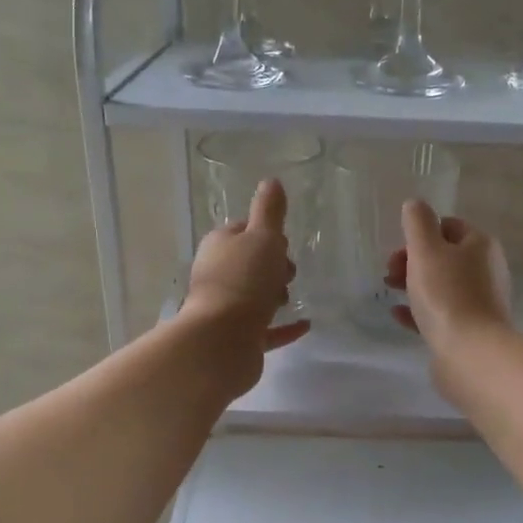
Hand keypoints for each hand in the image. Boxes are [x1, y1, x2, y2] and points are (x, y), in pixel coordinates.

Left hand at [184, 178, 310, 369]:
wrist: (222, 341)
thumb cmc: (244, 281)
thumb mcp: (263, 238)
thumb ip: (269, 211)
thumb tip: (272, 181)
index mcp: (219, 246)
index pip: (243, 231)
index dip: (265, 234)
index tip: (282, 243)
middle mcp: (217, 276)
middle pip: (250, 264)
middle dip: (273, 266)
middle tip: (287, 272)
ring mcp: (225, 310)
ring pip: (255, 296)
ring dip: (275, 296)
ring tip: (288, 298)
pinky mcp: (238, 339)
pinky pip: (266, 330)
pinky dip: (284, 327)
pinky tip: (305, 324)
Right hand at [386, 200, 513, 361]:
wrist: (470, 352)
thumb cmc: (447, 294)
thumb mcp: (426, 250)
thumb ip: (418, 223)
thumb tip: (415, 204)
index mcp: (480, 245)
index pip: (449, 226)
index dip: (420, 234)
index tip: (398, 250)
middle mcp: (486, 270)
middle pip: (444, 256)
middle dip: (413, 260)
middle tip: (390, 273)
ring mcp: (481, 302)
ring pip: (441, 285)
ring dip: (414, 285)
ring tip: (390, 292)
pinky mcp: (471, 329)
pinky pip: (441, 313)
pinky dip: (419, 310)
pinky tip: (399, 315)